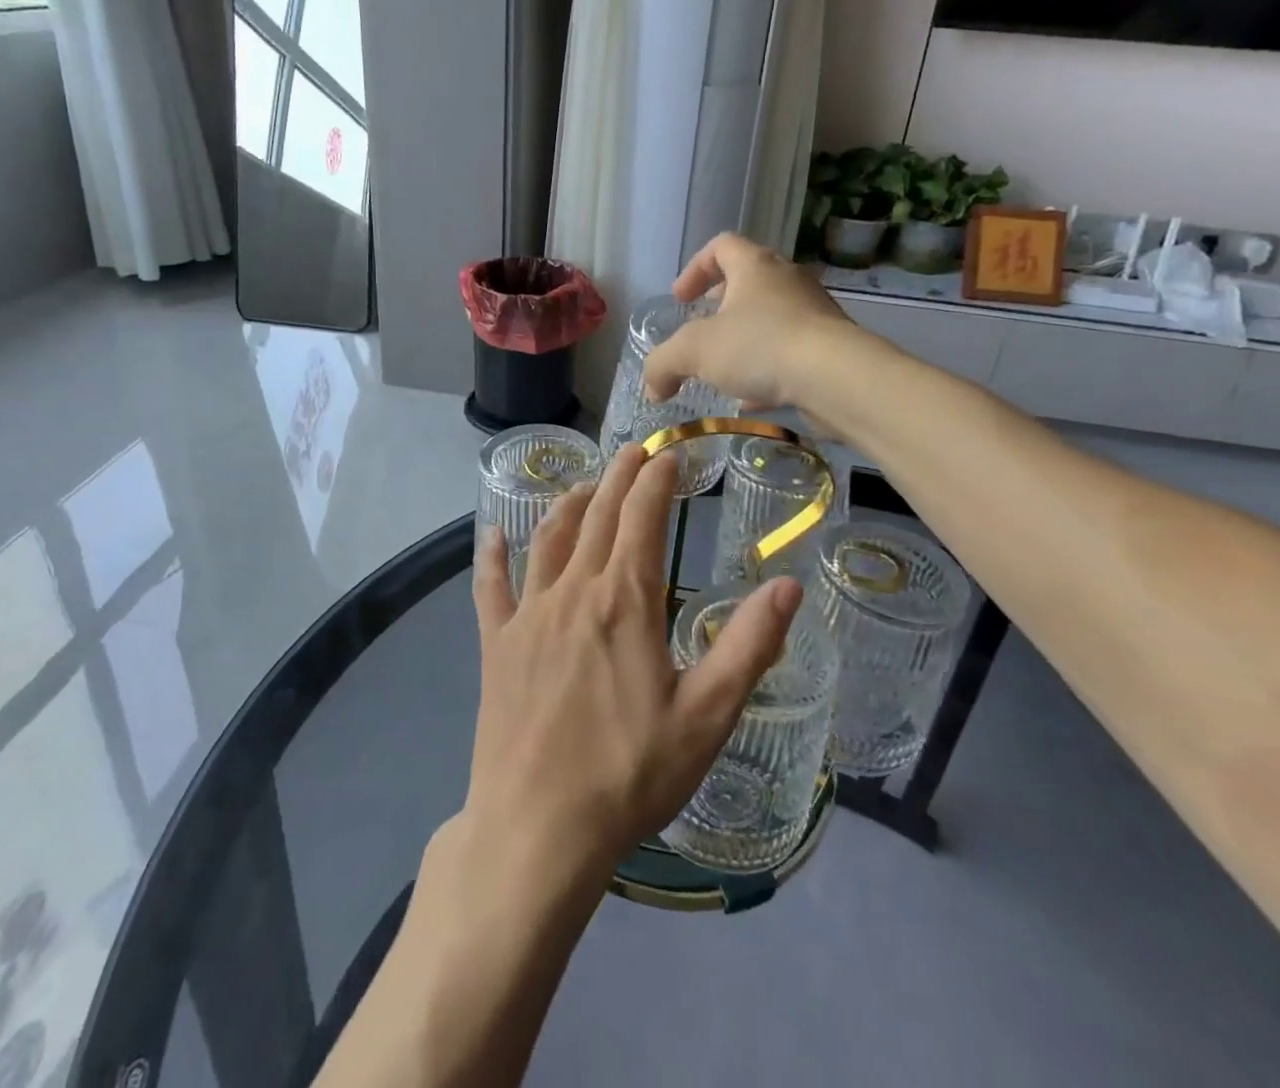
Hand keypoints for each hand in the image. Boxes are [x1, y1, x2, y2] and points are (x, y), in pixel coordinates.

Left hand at [465, 445, 804, 876]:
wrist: (538, 828)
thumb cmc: (630, 773)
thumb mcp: (707, 716)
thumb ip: (749, 645)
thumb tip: (788, 584)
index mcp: (625, 600)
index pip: (643, 517)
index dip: (656, 479)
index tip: (668, 453)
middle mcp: (573, 591)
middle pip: (597, 516)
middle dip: (618, 477)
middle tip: (633, 451)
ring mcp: (528, 615)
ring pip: (548, 540)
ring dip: (569, 505)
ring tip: (586, 486)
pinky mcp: (496, 645)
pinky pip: (491, 588)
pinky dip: (492, 556)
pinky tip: (491, 535)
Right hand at [642, 232, 859, 413]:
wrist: (837, 378)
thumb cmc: (761, 346)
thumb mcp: (694, 352)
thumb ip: (663, 365)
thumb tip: (651, 387)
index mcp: (755, 266)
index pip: (721, 246)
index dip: (695, 268)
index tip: (681, 299)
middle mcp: (787, 281)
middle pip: (749, 280)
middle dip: (720, 305)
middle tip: (701, 330)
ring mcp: (814, 313)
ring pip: (772, 317)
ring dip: (745, 338)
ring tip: (725, 368)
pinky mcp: (830, 347)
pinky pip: (791, 350)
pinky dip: (767, 367)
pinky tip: (752, 398)